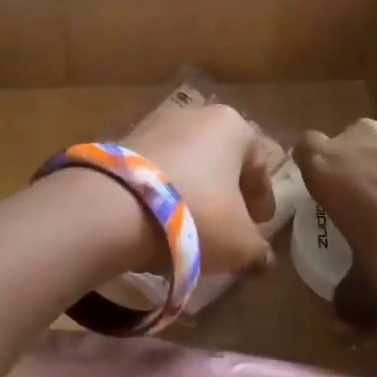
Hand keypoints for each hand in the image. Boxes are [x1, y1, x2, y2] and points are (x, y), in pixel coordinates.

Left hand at [126, 101, 279, 275]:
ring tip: (189, 228)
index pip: (260, 163)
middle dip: (226, 192)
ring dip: (192, 191)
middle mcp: (195, 115)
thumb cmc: (195, 215)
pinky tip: (157, 221)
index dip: (262, 197)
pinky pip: (154, 170)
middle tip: (227, 226)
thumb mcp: (239, 244)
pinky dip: (162, 192)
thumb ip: (257, 252)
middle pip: (221, 158)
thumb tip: (264, 262)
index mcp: (233, 126)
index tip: (260, 224)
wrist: (113, 208)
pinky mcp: (121, 142)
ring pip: (186, 162)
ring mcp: (154, 124)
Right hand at [294, 120, 376, 304]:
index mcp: (329, 167)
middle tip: (375, 206)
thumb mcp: (369, 289)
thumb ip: (350, 302)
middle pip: (352, 144)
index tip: (329, 192)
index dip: (317, 168)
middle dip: (360, 168)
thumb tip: (339, 330)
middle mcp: (364, 139)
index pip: (305, 149)